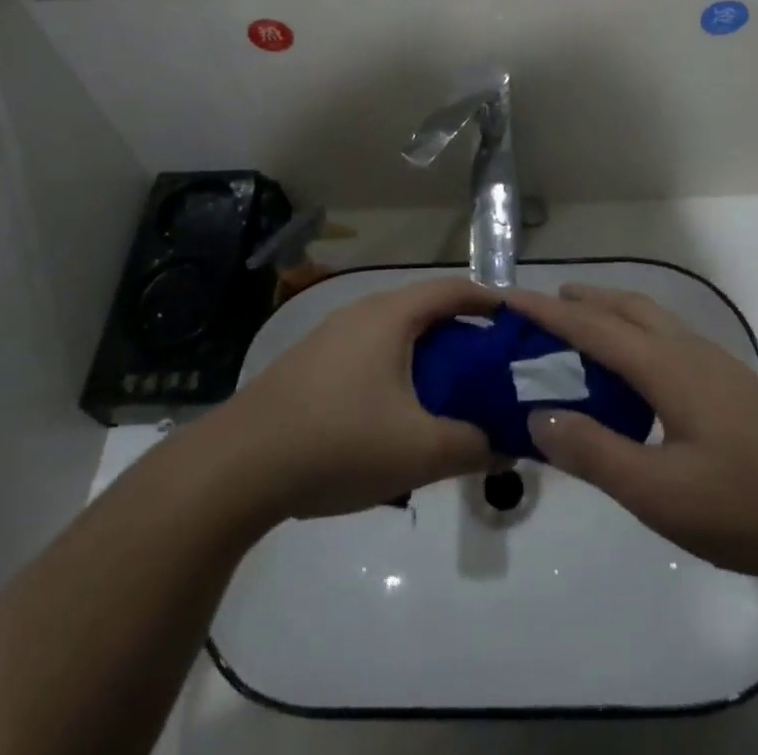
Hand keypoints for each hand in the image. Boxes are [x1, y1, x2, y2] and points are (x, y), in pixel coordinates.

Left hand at [223, 278, 501, 519]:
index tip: (520, 324)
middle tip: (494, 372)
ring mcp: (331, 337)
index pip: (453, 289)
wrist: (237, 466)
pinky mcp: (311, 365)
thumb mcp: (418, 451)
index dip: (491, 300)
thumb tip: (509, 447)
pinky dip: (399, 372)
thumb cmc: (338, 442)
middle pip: (426, 312)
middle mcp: (362, 313)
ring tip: (453, 398)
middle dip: (465, 337)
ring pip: (396, 336)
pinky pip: (371, 355)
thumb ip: (473, 446)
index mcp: (391, 315)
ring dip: (430, 359)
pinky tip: (399, 417)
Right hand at [502, 284, 757, 580]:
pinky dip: (638, 339)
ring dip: (612, 316)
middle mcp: (688, 352)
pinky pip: (671, 342)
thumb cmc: (752, 502)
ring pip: (653, 321)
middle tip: (545, 309)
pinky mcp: (737, 388)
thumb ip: (596, 454)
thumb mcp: (661, 493)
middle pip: (626, 307)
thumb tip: (538, 416)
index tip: (506, 296)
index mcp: (664, 366)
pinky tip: (642, 380)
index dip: (545, 311)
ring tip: (585, 337)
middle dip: (582, 301)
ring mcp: (718, 367)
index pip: (590, 326)